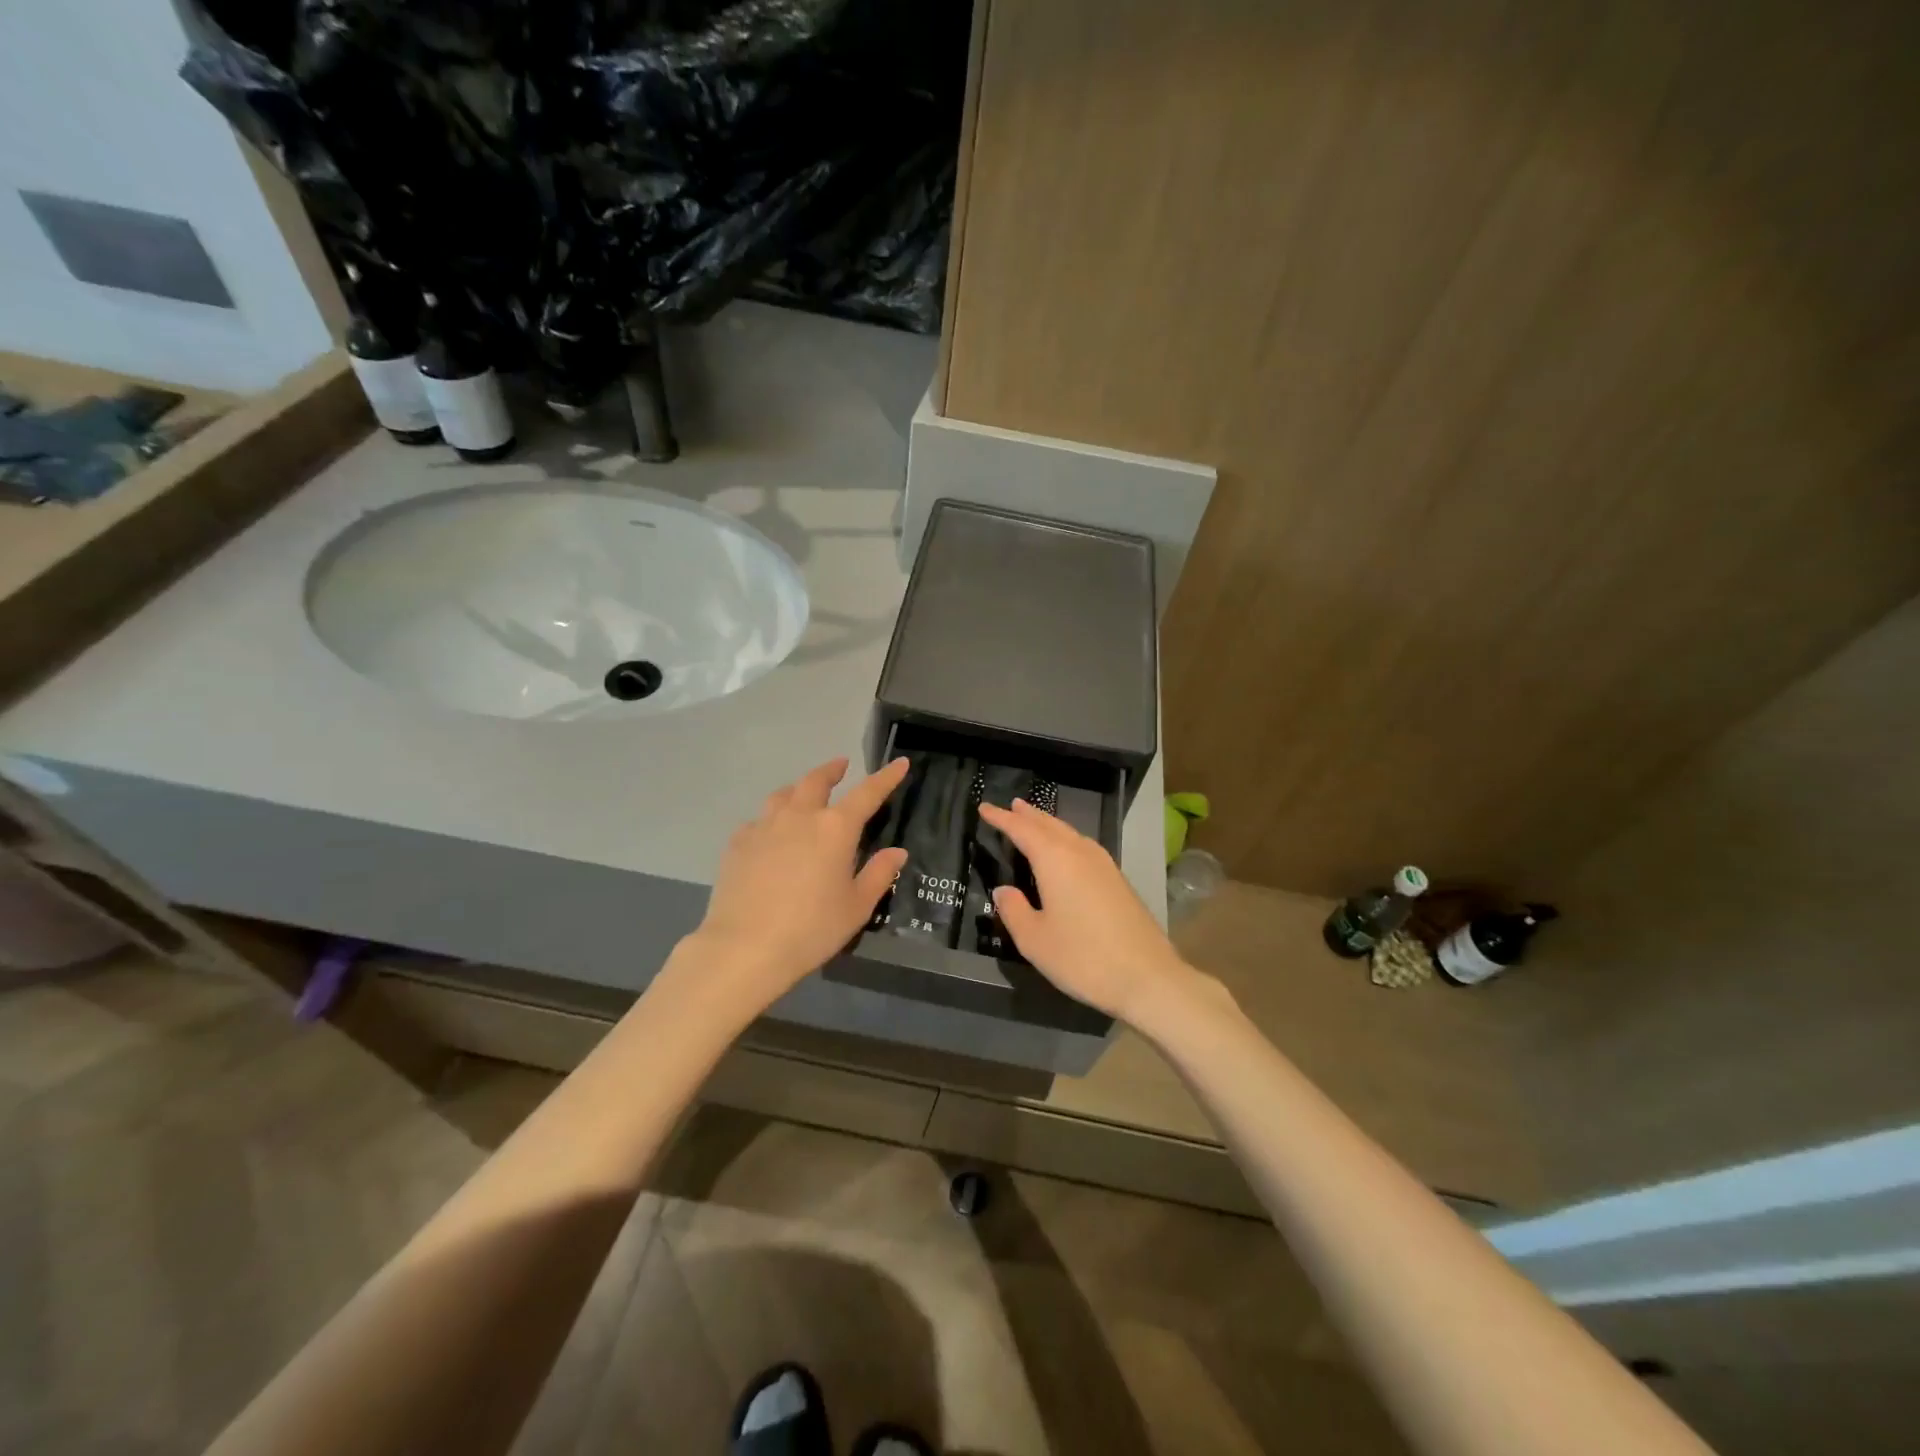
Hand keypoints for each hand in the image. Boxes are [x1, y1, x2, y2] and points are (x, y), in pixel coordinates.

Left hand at [686, 756, 908, 1010]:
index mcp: (836, 828)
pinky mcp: (738, 843)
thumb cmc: (812, 929)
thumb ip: (879, 874)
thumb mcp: (857, 907)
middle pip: (816, 780)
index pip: (868, 793)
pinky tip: (771, 834)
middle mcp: (800, 816)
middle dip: (832, 770)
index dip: (885, 777)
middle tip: (841, 766)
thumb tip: (897, 852)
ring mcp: (764, 826)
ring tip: (804, 793)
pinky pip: (758, 820)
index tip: (899, 763)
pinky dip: (771, 820)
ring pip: (783, 795)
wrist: (745, 947)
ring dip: (799, 788)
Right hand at [979, 799, 1206, 1023]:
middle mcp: (1080, 852)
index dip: (1002, 818)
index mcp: (1055, 860)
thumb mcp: (1034, 940)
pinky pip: (1084, 846)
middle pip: (1049, 825)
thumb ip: (1014, 910)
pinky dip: (1066, 839)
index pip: (1022, 830)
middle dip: (1028, 815)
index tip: (984, 807)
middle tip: (1011, 805)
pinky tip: (1067, 851)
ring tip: (1034, 820)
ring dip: (1049, 824)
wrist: (1147, 977)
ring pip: (1070, 833)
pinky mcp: (1118, 880)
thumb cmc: (1083, 957)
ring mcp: (1104, 865)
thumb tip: (1003, 890)